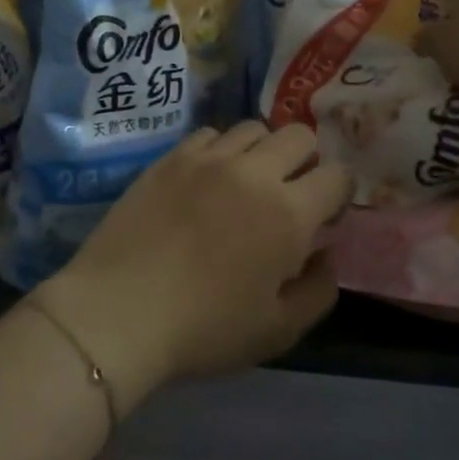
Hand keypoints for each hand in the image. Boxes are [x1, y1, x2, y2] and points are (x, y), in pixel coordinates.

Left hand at [34, 123, 350, 411]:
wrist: (120, 310)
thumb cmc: (205, 329)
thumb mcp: (278, 330)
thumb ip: (318, 289)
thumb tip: (327, 253)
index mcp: (288, 213)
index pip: (336, 174)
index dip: (338, 192)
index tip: (325, 213)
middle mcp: (253, 172)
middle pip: (298, 135)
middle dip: (306, 160)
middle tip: (290, 193)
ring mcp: (208, 158)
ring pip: (253, 128)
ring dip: (262, 150)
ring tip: (247, 182)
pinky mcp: (171, 157)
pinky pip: (210, 134)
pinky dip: (220, 150)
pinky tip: (208, 179)